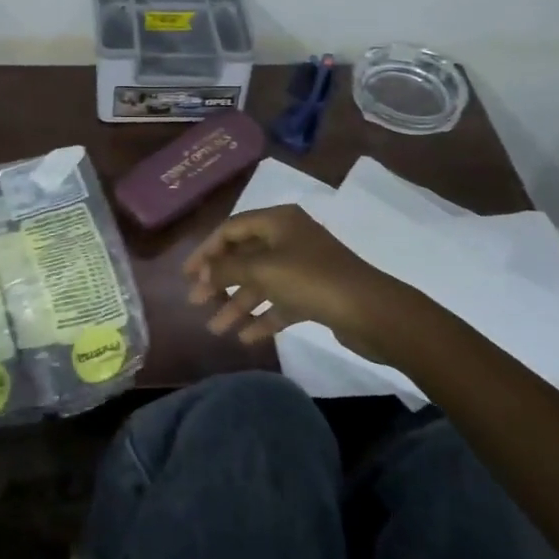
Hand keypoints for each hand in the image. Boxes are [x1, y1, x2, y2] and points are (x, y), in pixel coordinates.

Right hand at [184, 204, 403, 358]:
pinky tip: (245, 337)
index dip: (206, 250)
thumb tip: (203, 272)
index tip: (187, 275)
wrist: (371, 311)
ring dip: (238, 304)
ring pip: (261, 282)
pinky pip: (280, 302)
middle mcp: (289, 238)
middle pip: (245, 256)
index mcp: (278, 221)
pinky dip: (262, 317)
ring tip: (216, 329)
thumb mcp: (263, 269)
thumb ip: (227, 269)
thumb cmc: (312, 279)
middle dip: (220, 280)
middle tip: (196, 302)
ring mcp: (303, 266)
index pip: (231, 229)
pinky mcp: (315, 294)